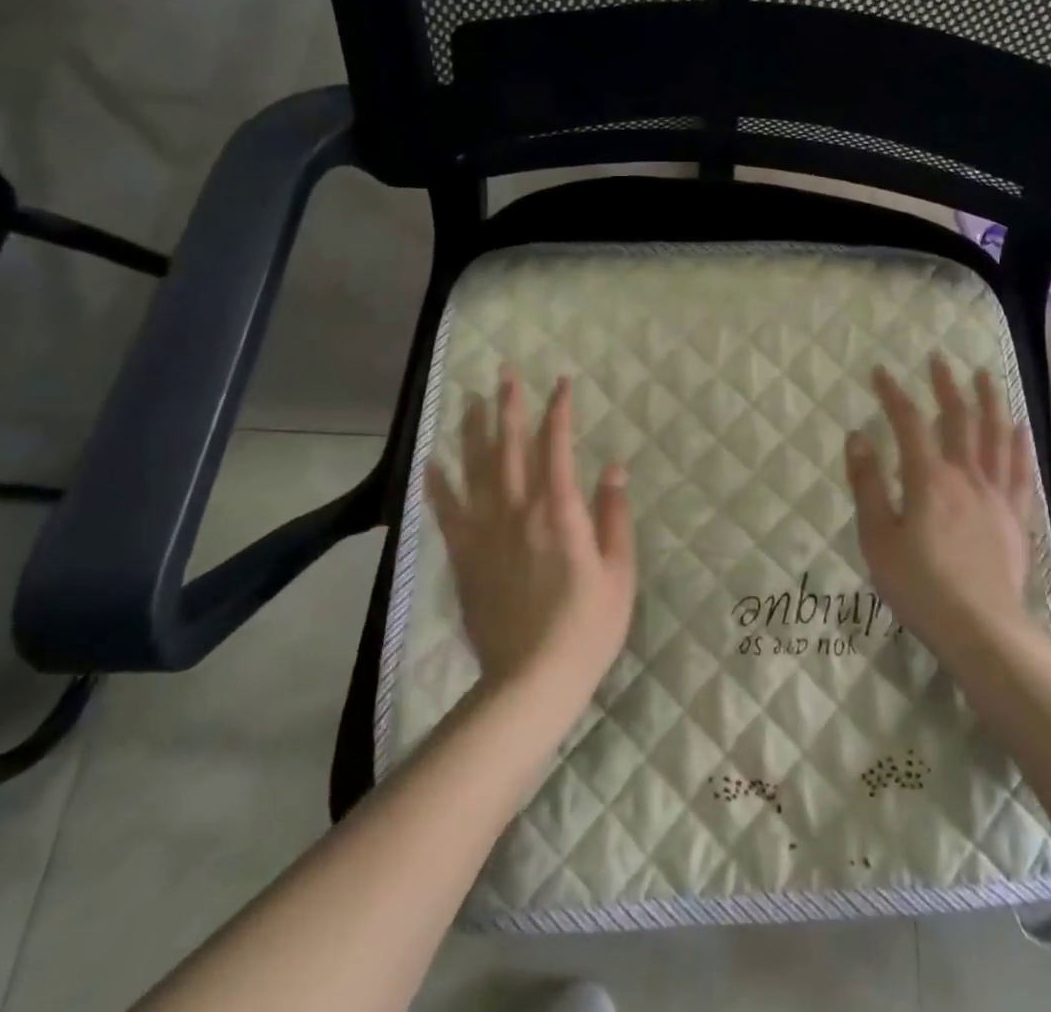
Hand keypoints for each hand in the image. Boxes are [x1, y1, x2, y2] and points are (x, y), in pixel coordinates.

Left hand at [425, 370, 635, 708]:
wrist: (532, 679)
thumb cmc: (587, 625)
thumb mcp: (619, 571)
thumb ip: (614, 515)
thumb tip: (614, 467)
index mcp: (560, 511)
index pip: (558, 446)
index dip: (559, 410)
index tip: (561, 382)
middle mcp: (519, 510)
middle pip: (511, 447)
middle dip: (509, 405)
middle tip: (504, 372)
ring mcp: (487, 532)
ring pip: (477, 469)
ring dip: (474, 431)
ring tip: (471, 399)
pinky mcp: (465, 556)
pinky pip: (447, 511)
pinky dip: (438, 484)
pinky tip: (431, 461)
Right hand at [844, 355, 1036, 656]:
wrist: (981, 630)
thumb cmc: (920, 585)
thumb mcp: (878, 538)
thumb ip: (868, 484)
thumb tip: (858, 437)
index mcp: (929, 479)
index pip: (909, 423)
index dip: (894, 394)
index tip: (880, 372)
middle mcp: (966, 476)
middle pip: (959, 419)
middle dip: (946, 386)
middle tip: (938, 359)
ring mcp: (996, 495)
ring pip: (996, 436)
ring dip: (989, 401)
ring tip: (984, 376)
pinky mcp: (1015, 517)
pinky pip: (1020, 470)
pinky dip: (1019, 444)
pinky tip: (1019, 427)